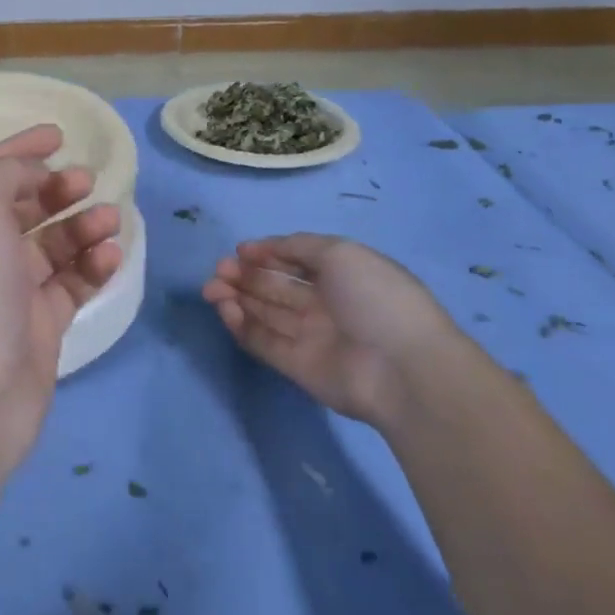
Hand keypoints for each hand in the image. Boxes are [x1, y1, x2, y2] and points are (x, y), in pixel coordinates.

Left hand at [0, 125, 122, 466]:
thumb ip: (0, 176)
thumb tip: (27, 175)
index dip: (19, 150)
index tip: (58, 135)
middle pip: (19, 208)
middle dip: (55, 189)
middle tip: (86, 182)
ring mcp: (6, 293)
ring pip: (51, 246)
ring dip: (81, 227)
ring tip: (109, 220)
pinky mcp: (38, 327)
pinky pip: (70, 285)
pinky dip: (92, 267)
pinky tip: (111, 256)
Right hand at [203, 233, 462, 425]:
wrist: (402, 369)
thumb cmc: (375, 298)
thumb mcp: (341, 253)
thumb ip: (297, 246)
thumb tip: (261, 249)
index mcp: (341, 275)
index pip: (296, 260)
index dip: (267, 254)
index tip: (240, 251)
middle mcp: (324, 304)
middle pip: (275, 286)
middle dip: (244, 275)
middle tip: (219, 270)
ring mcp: (310, 336)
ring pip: (264, 312)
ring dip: (236, 297)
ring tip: (212, 288)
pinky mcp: (296, 366)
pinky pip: (262, 341)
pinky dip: (240, 324)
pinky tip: (225, 309)